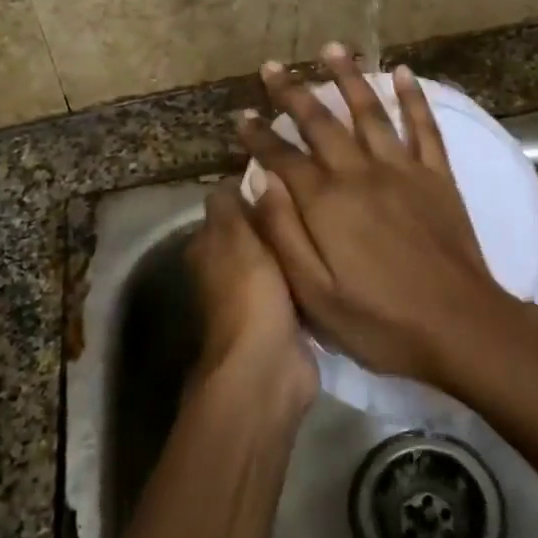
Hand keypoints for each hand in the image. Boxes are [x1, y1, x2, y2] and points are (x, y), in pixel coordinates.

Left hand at [185, 180, 316, 415]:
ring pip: (277, 257)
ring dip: (295, 246)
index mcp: (206, 247)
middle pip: (255, 230)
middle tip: (316, 197)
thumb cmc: (249, 291)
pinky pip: (296, 284)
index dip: (254, 188)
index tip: (288, 173)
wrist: (268, 364)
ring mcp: (253, 295)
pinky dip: (308, 274)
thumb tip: (233, 178)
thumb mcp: (235, 235)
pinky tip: (331, 258)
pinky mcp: (281, 317)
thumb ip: (230, 204)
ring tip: (329, 221)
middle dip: (279, 217)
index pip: (228, 204)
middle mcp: (224, 270)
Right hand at [236, 44, 523, 389]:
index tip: (241, 116)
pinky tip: (403, 72)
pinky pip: (424, 126)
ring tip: (331, 48)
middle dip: (292, 92)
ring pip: (370, 111)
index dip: (259, 136)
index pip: (282, 157)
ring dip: (348, 77)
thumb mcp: (315, 295)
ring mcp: (403, 170)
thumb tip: (259, 184)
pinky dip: (413, 97)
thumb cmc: (380, 321)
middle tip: (272, 66)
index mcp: (326, 203)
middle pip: (320, 122)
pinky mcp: (437, 175)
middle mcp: (360, 173)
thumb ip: (284, 235)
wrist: (460, 326)